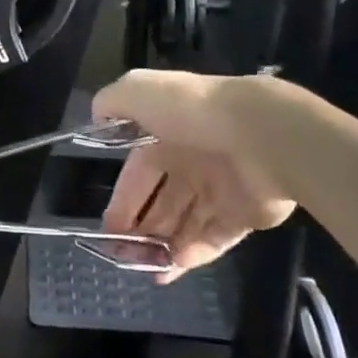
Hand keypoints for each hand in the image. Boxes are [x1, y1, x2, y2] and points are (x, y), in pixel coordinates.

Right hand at [94, 70, 294, 280]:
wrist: (259, 134)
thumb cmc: (192, 112)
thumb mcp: (139, 90)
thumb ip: (113, 100)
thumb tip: (98, 116)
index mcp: (168, 133)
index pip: (139, 171)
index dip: (123, 198)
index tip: (108, 227)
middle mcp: (193, 160)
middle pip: (162, 201)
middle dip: (141, 227)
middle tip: (122, 254)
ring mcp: (221, 188)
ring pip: (185, 222)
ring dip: (163, 245)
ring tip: (144, 267)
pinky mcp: (245, 213)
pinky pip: (214, 237)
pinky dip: (194, 252)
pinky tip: (173, 265)